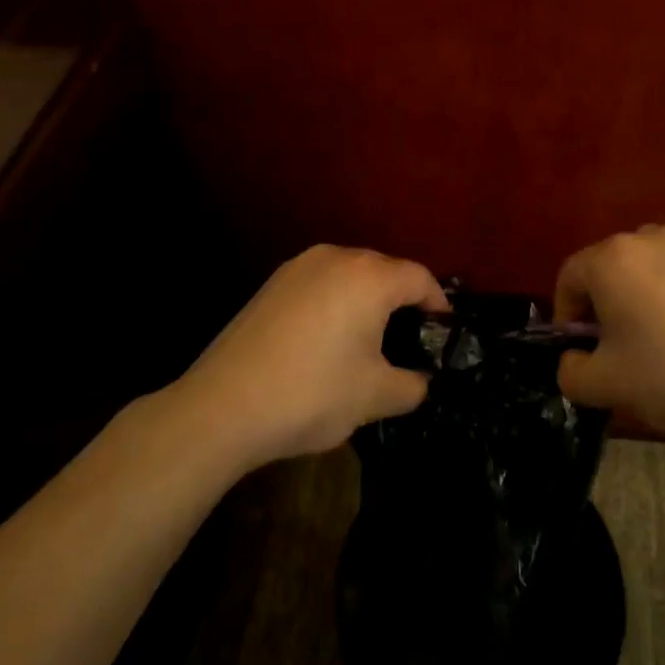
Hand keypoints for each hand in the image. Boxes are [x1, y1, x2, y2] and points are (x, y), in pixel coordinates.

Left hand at [180, 244, 447, 467]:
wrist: (222, 407)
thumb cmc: (312, 394)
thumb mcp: (375, 397)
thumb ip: (413, 385)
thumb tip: (421, 380)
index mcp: (369, 276)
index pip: (420, 278)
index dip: (439, 304)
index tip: (443, 334)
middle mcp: (336, 257)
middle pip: (385, 271)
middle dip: (402, 302)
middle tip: (409, 342)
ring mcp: (298, 267)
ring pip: (350, 276)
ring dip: (367, 302)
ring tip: (368, 342)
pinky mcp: (271, 284)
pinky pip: (320, 285)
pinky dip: (335, 305)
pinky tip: (326, 342)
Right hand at [554, 224, 664, 451]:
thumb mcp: (605, 386)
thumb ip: (571, 371)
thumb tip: (575, 358)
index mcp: (613, 259)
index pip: (571, 276)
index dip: (567, 312)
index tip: (580, 347)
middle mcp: (650, 237)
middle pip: (611, 264)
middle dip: (605, 299)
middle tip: (617, 343)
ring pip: (651, 262)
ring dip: (643, 289)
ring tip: (660, 332)